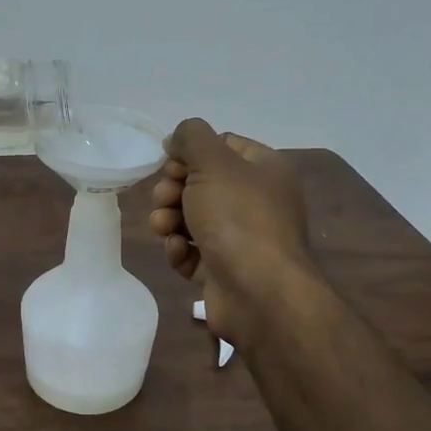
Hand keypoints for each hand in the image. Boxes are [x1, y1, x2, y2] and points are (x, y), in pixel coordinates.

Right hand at [149, 119, 315, 345]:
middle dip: (174, 190)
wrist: (259, 293)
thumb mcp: (213, 162)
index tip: (171, 166)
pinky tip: (179, 253)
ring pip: (193, 219)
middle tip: (165, 199)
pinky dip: (181, 251)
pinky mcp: (225, 271)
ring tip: (164, 229)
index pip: (223, 146)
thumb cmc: (239, 218)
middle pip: (202, 183)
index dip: (191, 153)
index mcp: (266, 170)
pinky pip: (194, 253)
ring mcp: (242, 239)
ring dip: (170, 220)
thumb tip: (176, 139)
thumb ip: (191, 137)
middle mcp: (258, 202)